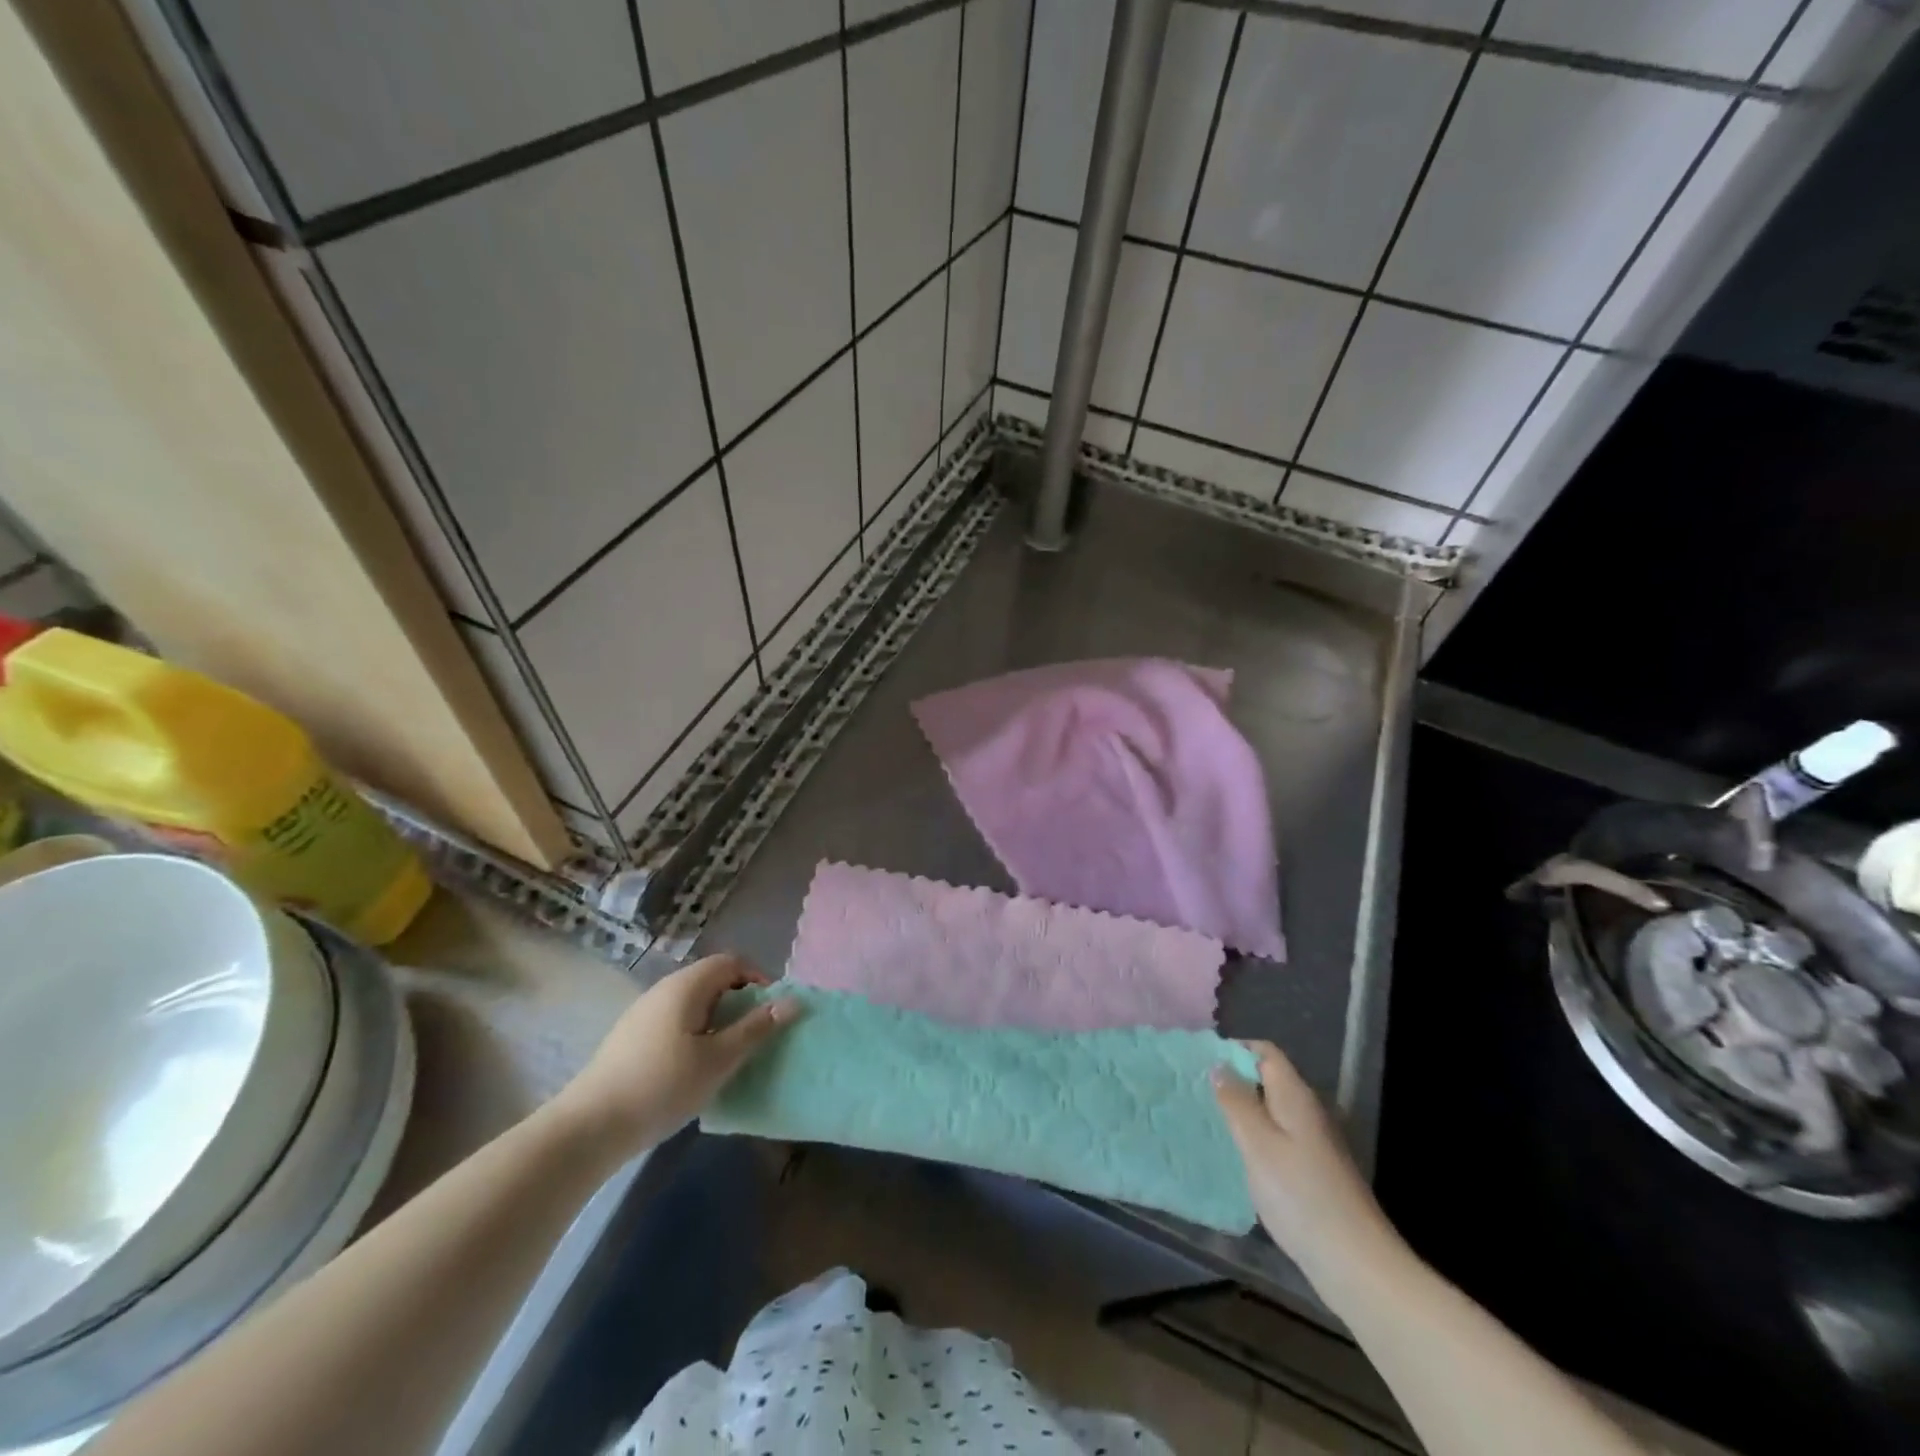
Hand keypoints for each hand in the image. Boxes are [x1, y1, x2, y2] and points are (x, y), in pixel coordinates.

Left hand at [554, 954, 799, 1154]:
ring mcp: (643, 1012)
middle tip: (755, 1036)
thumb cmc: (663, 1086)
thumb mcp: (719, 1059)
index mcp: (687, 985)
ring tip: (729, 1054)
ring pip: (693, 1002)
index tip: (773, 1012)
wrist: (589, 1127)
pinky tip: (694, 1068)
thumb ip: (757, 1028)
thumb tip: (793, 1002)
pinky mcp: (631, 1036)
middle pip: (713, 979)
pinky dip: (696, 1032)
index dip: (759, 979)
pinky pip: (675, 1020)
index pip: (732, 962)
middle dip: (740, 1001)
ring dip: (718, 1019)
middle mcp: (664, 989)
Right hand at [1213, 1041, 1400, 1288]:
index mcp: (1296, 1096)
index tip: (1202, 1062)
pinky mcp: (1316, 1172)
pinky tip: (1239, 1159)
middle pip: (1269, 1080)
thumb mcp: (1257, 1143)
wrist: (1356, 1264)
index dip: (1235, 1049)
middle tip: (1198, 1093)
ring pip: (1273, 1112)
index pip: (1266, 1052)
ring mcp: (1316, 1144)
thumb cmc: (1300, 1195)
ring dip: (1244, 1112)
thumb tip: (1219, 1065)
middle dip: (1235, 1081)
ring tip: (1210, 1122)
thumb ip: (1236, 1101)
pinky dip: (1257, 1140)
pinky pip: (1280, 1139)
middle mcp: (1309, 1112)